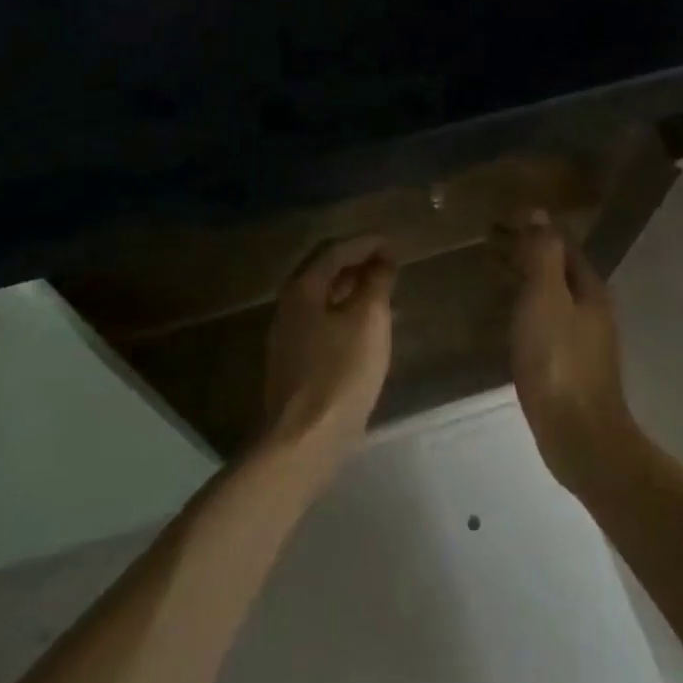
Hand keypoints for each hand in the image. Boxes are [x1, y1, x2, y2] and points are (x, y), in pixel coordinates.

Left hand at [261, 235, 397, 470]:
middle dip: (356, 261)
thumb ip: (376, 284)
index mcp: (302, 289)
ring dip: (351, 286)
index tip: (394, 242)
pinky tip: (365, 325)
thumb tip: (382, 260)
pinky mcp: (295, 361)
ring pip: (322, 297)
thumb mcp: (368, 321)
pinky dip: (345, 310)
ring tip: (382, 288)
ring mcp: (288, 335)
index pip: (335, 250)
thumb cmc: (340, 373)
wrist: (304, 440)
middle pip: (323, 271)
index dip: (366, 242)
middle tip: (388, 261)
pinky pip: (322, 320)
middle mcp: (289, 306)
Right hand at [490, 212, 635, 492]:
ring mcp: (584, 341)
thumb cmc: (559, 361)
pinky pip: (547, 324)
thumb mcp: (546, 298)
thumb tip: (539, 213)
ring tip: (491, 275)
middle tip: (488, 244)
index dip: (535, 230)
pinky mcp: (570, 367)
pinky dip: (526, 310)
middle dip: (528, 254)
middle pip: (559, 271)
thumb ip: (543, 255)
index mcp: (591, 290)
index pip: (563, 246)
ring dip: (526, 282)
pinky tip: (506, 320)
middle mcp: (593, 311)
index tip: (501, 220)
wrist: (579, 435)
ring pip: (553, 298)